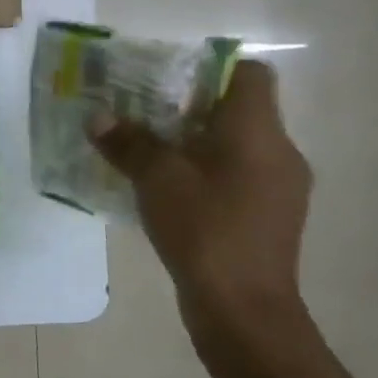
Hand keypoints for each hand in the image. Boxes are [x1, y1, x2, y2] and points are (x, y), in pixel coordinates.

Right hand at [89, 60, 312, 338]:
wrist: (244, 309)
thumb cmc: (204, 230)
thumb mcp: (156, 180)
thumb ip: (128, 143)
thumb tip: (97, 117)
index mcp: (257, 131)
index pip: (249, 73)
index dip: (209, 69)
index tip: (167, 83)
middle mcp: (279, 150)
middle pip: (240, 109)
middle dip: (190, 108)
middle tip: (144, 116)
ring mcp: (280, 186)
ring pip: (238, 145)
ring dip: (197, 143)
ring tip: (151, 153)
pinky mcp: (271, 215)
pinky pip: (238, 175)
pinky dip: (208, 172)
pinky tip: (172, 192)